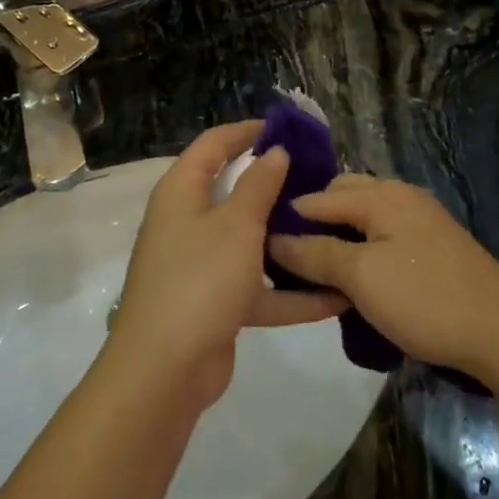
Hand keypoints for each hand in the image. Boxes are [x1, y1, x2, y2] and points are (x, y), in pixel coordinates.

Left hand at [107, 123, 346, 410]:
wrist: (164, 371)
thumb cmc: (199, 280)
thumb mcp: (237, 225)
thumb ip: (259, 185)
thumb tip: (275, 152)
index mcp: (182, 193)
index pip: (213, 145)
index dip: (246, 131)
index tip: (285, 128)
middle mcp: (188, 223)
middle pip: (233, 192)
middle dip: (275, 186)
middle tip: (318, 179)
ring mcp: (201, 266)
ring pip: (250, 242)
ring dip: (287, 241)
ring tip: (330, 230)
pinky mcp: (215, 304)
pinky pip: (257, 287)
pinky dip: (289, 292)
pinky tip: (334, 296)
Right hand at [269, 175, 498, 378]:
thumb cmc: (424, 298)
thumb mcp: (361, 276)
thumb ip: (316, 253)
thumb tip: (275, 238)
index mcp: (382, 195)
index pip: (319, 196)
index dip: (288, 217)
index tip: (257, 243)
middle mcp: (402, 197)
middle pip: (345, 198)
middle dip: (315, 221)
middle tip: (287, 256)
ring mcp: (422, 222)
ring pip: (366, 219)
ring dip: (340, 238)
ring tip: (316, 270)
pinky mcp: (434, 248)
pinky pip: (385, 237)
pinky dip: (363, 250)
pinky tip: (355, 278)